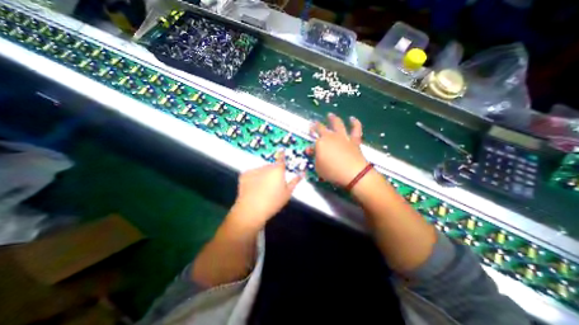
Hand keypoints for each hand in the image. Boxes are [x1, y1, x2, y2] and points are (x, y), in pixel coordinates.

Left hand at [230, 154, 303, 227]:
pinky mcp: (244, 174)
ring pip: (261, 170)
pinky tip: (253, 188)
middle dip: (272, 172)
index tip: (282, 150)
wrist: (252, 209)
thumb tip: (301, 174)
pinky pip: (252, 174)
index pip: (281, 159)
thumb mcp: (287, 193)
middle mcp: (266, 167)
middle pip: (271, 166)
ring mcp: (254, 170)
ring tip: (262, 188)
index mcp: (278, 170)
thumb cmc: (273, 202)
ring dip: (263, 175)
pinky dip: (253, 178)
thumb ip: (295, 181)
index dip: (282, 154)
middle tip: (273, 185)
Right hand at [312, 112, 365, 186]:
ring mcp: (343, 137)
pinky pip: (355, 129)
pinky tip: (352, 118)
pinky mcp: (354, 140)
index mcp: (320, 143)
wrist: (353, 174)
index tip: (309, 150)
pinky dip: (355, 123)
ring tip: (330, 115)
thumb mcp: (318, 168)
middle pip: (322, 128)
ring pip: (337, 124)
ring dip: (333, 119)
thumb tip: (313, 152)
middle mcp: (331, 137)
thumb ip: (315, 159)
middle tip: (314, 123)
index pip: (313, 142)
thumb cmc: (332, 172)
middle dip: (316, 125)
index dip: (310, 146)